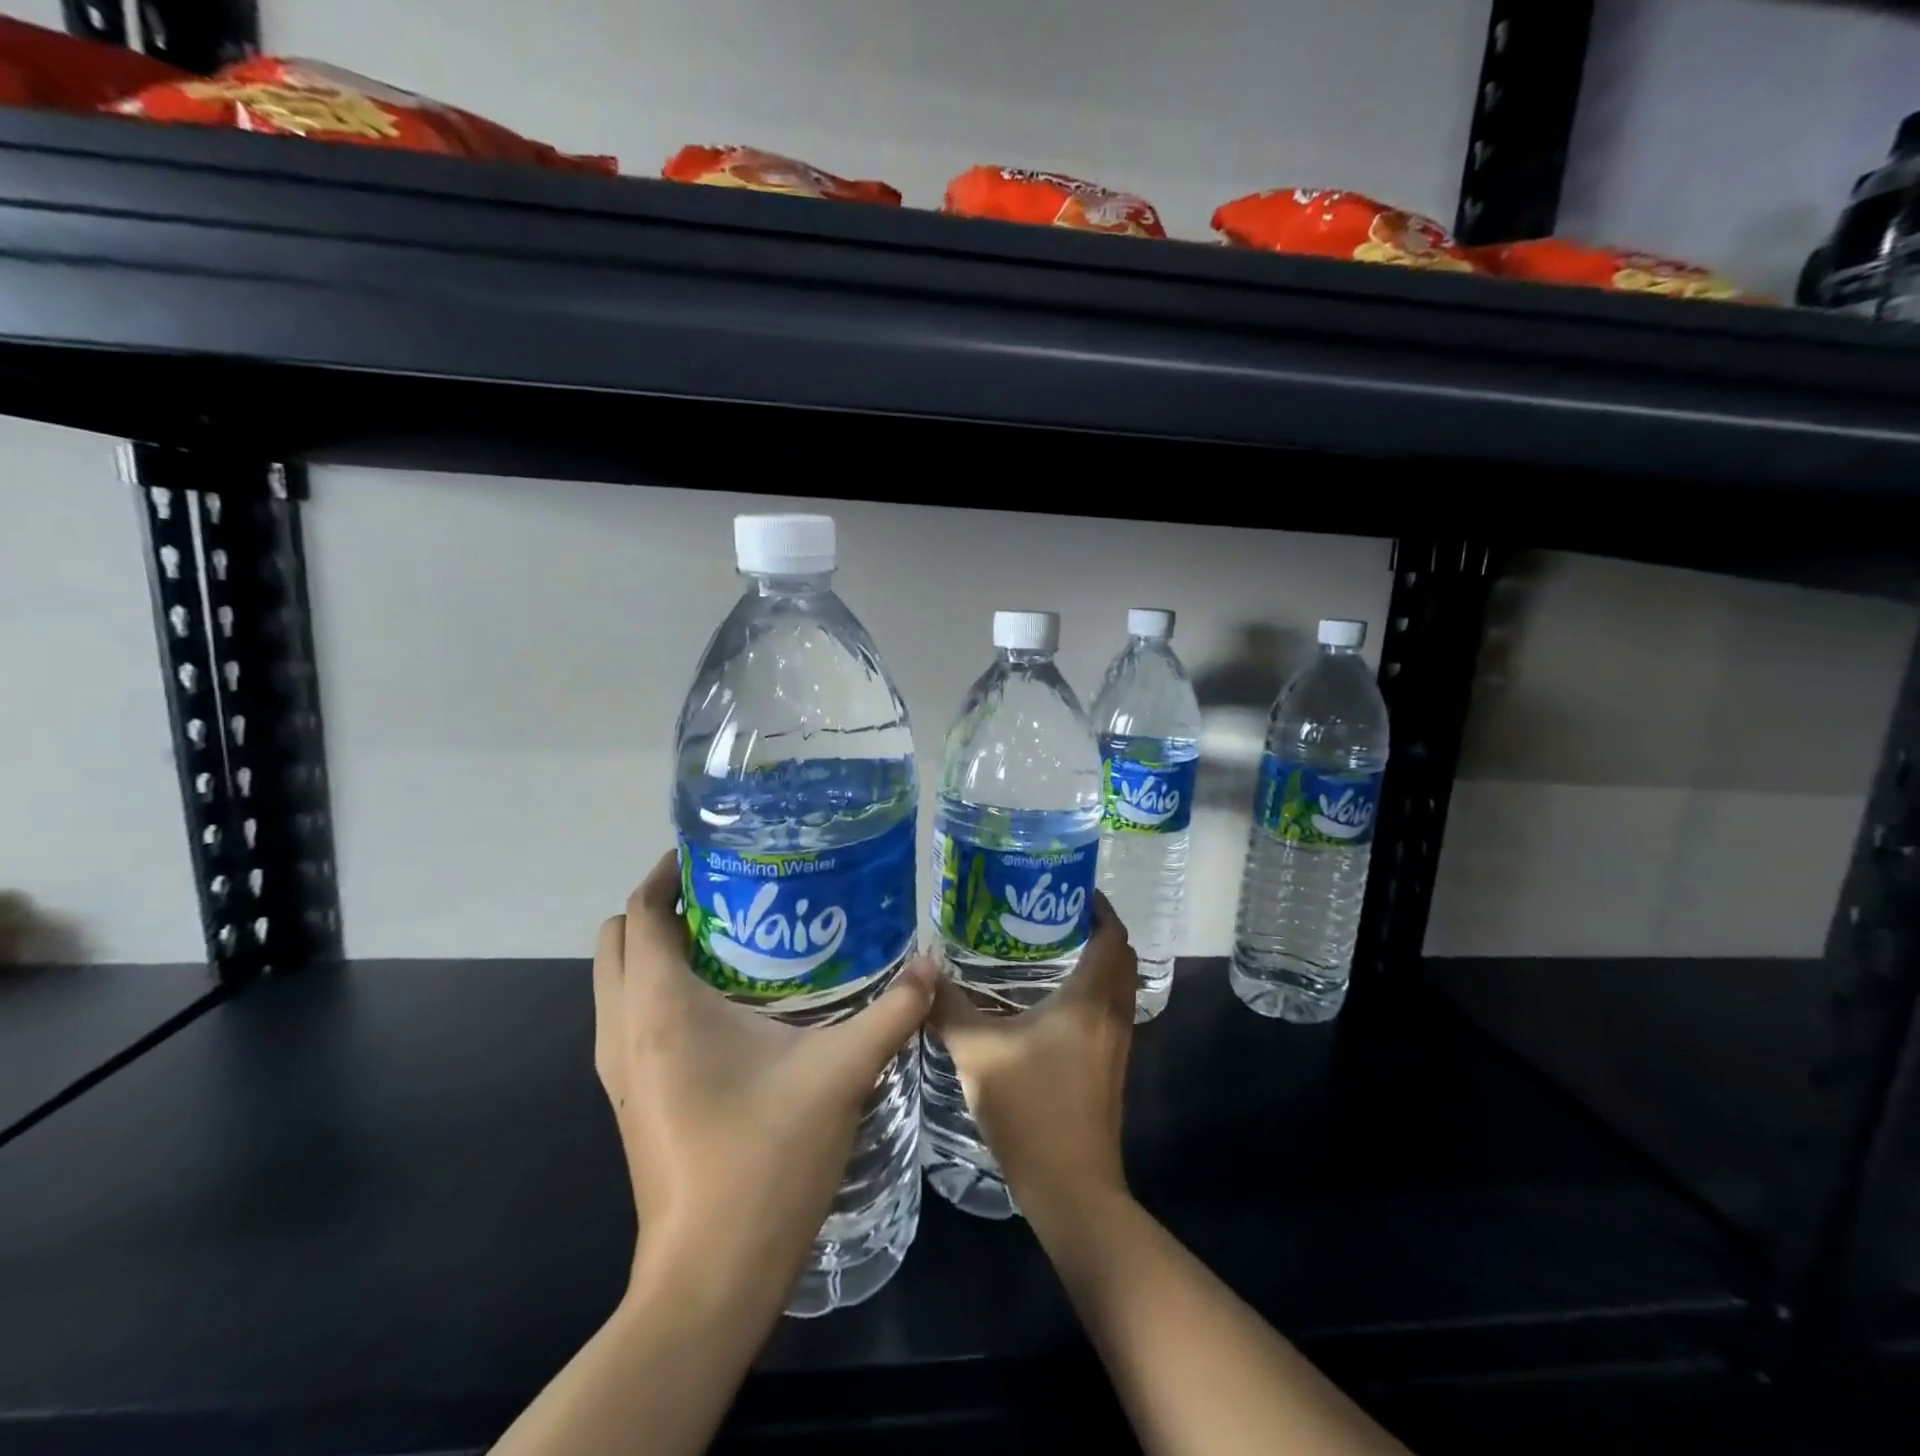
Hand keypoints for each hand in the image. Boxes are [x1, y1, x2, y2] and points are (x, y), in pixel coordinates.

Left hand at [594, 851, 936, 1300]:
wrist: (708, 1279)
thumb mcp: (840, 1074)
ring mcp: (619, 1069)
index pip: (642, 912)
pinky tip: (724, 1005)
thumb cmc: (764, 1160)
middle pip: (619, 937)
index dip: (667, 872)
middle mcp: (624, 1028)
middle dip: (663, 905)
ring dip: (657, 948)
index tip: (716, 851)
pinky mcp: (629, 1099)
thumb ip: (892, 1012)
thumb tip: (932, 965)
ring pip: (616, 979)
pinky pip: (628, 1017)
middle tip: (730, 893)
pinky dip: (657, 989)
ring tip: (730, 938)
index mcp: (661, 1006)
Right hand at [927, 893, 1137, 1233]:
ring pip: (1119, 984)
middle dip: (1098, 929)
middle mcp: (1112, 1014)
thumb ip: (949, 1009)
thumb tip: (923, 974)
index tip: (1069, 887)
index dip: (1098, 906)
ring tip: (1052, 948)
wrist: (1071, 1188)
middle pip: (1122, 956)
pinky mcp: (1113, 1066)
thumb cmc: (1030, 1110)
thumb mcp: (977, 1054)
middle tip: (1055, 914)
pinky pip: (1111, 1009)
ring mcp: (1118, 1043)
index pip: (1111, 936)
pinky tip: (1054, 1000)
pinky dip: (1094, 990)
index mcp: (1089, 1000)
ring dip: (1098, 960)